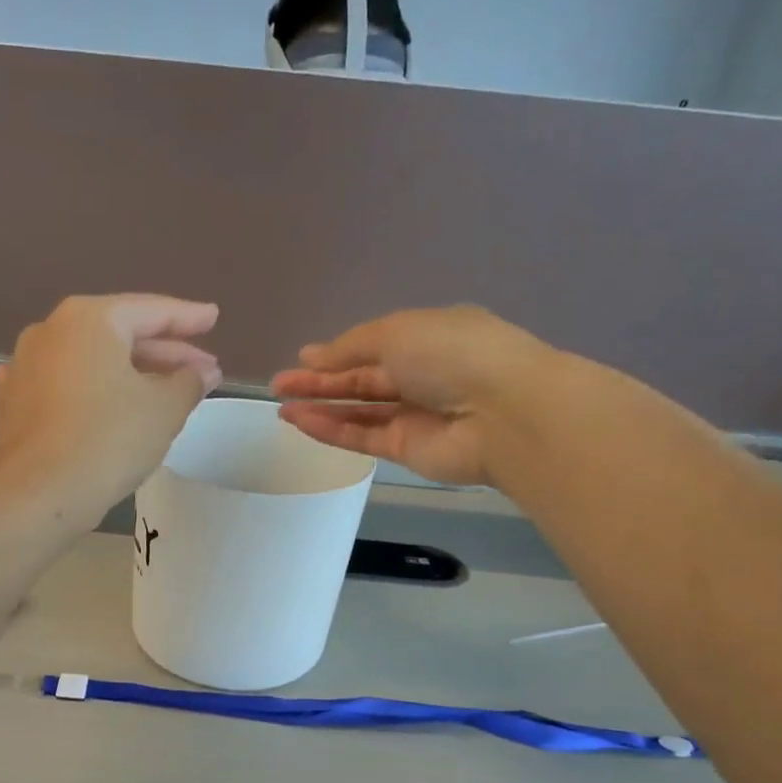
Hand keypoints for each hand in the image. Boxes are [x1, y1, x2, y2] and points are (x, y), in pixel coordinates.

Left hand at [0, 294, 222, 523]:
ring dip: (127, 375)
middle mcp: (50, 331)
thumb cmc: (108, 441)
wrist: (38, 494)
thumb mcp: (164, 410)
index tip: (213, 318)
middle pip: (118, 335)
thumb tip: (202, 372)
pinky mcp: (12, 404)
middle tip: (201, 370)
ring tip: (161, 392)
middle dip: (163, 353)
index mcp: (89, 319)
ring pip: (89, 362)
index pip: (151, 310)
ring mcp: (25, 367)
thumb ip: (188, 382)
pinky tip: (101, 399)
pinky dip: (90, 392)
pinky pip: (62, 388)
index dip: (188, 317)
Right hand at [271, 306, 557, 484]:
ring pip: (359, 412)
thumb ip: (350, 347)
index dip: (337, 353)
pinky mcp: (406, 450)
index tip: (301, 360)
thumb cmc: (452, 354)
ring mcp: (414, 415)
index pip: (374, 347)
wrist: (502, 413)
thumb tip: (312, 356)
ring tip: (282, 407)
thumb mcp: (397, 332)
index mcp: (428, 338)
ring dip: (321, 408)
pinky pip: (362, 437)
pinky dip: (332, 429)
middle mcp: (421, 376)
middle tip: (279, 386)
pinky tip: (301, 422)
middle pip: (362, 381)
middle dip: (320, 382)